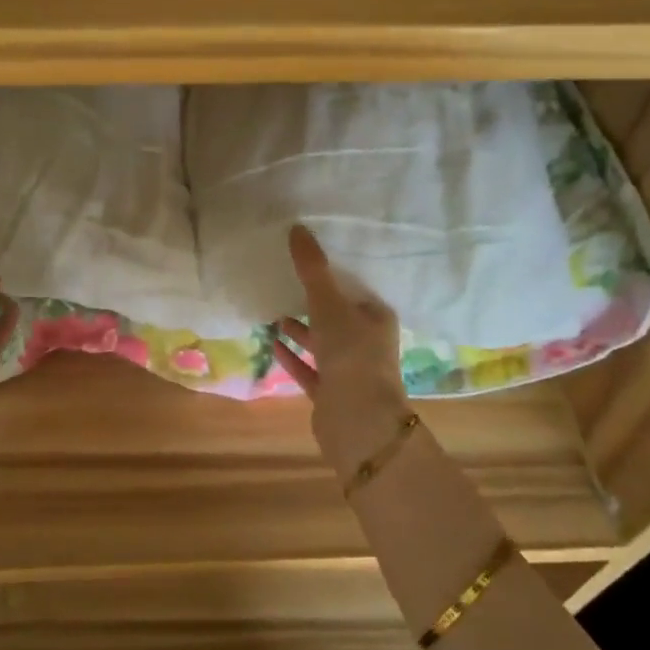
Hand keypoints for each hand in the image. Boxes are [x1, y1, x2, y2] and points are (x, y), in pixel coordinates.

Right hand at [271, 224, 412, 476]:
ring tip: (275, 313)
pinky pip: (310, 370)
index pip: (353, 290)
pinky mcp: (331, 394)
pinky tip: (273, 345)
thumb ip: (312, 269)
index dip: (332, 277)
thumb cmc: (352, 355)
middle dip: (314, 303)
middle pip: (338, 317)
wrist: (358, 421)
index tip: (306, 262)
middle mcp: (367, 343)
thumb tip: (297, 228)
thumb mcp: (329, 305)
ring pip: (323, 344)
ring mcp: (349, 371)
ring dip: (302, 331)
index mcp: (376, 318)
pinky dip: (293, 357)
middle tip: (285, 284)